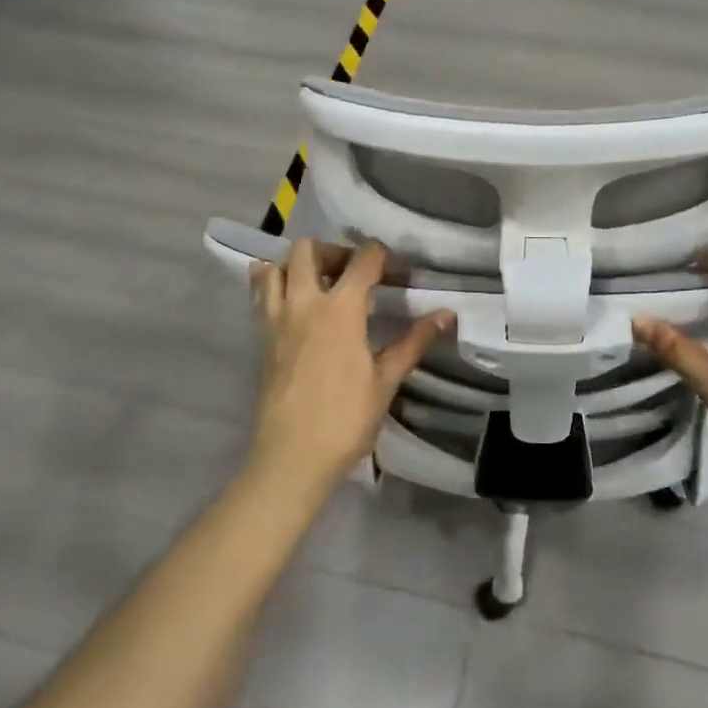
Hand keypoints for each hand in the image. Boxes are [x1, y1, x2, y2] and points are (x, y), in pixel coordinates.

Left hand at [247, 239, 454, 497]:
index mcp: (340, 309)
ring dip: (295, 265)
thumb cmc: (345, 419)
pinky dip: (273, 286)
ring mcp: (276, 319)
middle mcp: (304, 303)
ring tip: (317, 284)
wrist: (291, 458)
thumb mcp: (386, 380)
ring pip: (274, 267)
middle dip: (333, 251)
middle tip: (351, 273)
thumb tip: (447, 315)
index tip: (395, 272)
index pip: (362, 260)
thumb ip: (414, 341)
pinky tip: (295, 305)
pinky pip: (261, 296)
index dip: (382, 256)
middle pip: (307, 249)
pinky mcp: (262, 338)